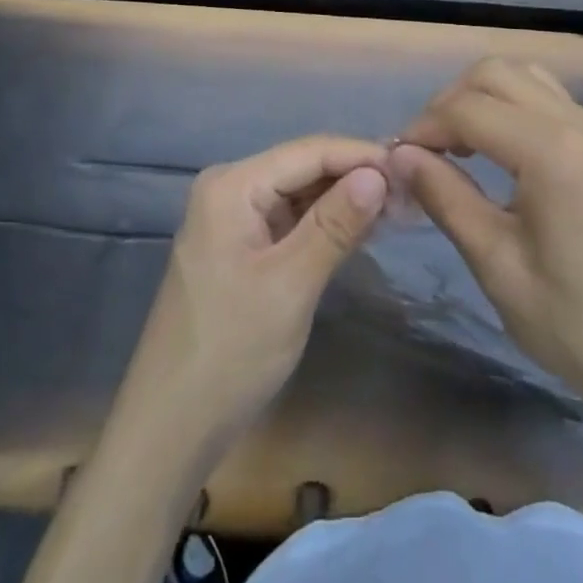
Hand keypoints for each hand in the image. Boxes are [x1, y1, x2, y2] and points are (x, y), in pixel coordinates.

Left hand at [118, 136, 389, 456]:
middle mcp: (231, 188)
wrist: (168, 431)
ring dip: (346, 200)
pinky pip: (291, 220)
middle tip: (413, 192)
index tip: (413, 167)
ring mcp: (234, 218)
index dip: (362, 155)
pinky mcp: (241, 247)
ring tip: (399, 208)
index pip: (309, 151)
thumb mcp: (291, 285)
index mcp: (232, 185)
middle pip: (305, 167)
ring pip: (301, 194)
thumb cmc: (229, 353)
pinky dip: (326, 224)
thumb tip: (380, 172)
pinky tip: (364, 229)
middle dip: (357, 177)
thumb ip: (335, 224)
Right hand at [390, 58, 582, 407]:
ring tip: (458, 146)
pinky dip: (509, 105)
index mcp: (549, 149)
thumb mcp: (496, 263)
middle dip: (450, 102)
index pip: (467, 107)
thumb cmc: (573, 321)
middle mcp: (574, 120)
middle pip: (494, 73)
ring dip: (481, 97)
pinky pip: (545, 95)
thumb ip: (445, 197)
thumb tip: (400, 155)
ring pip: (521, 75)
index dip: (424, 127)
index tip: (399, 160)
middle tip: (426, 151)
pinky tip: (496, 150)